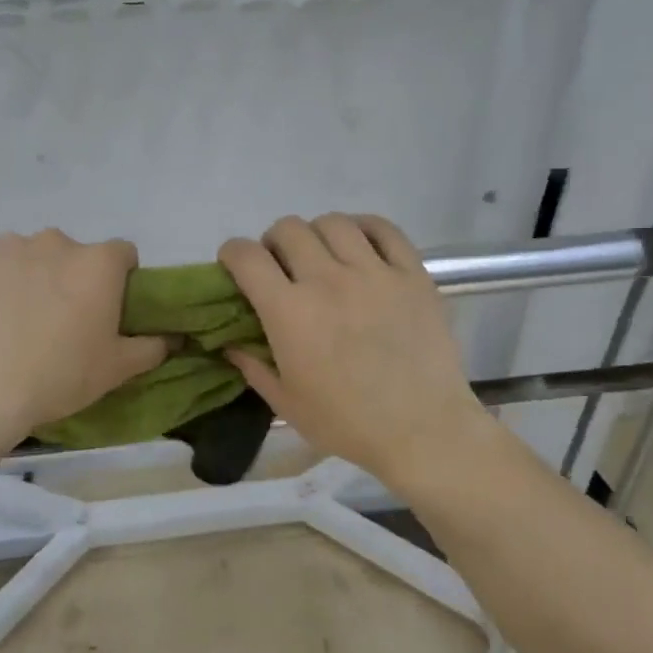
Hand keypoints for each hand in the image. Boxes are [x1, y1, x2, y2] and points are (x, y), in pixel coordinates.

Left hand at [0, 230, 168, 447]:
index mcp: (98, 264)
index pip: (122, 254)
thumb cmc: (57, 377)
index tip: (105, 308)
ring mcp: (7, 244)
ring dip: (27, 277)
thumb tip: (173, 337)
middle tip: (56, 321)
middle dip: (68, 279)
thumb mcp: (115, 370)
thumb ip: (151, 347)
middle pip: (70, 254)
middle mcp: (55, 242)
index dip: (118, 279)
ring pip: (26, 256)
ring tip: (11, 321)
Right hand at [218, 214, 488, 487]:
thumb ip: (253, 366)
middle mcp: (328, 280)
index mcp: (289, 312)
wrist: (423, 430)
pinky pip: (384, 228)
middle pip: (288, 229)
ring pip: (333, 222)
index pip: (246, 256)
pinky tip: (360, 247)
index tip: (235, 267)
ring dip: (317, 235)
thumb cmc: (348, 423)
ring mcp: (374, 272)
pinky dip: (364, 228)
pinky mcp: (412, 274)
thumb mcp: (286, 404)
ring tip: (323, 257)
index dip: (232, 254)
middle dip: (273, 243)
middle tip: (281, 268)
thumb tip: (229, 342)